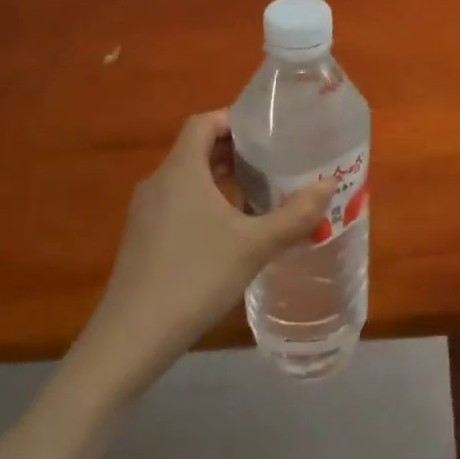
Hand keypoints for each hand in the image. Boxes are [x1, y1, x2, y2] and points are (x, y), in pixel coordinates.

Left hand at [84, 111, 333, 365]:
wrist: (131, 339)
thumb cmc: (195, 278)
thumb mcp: (254, 246)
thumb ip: (295, 215)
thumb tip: (329, 186)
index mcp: (181, 171)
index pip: (203, 122)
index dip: (234, 119)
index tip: (268, 131)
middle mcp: (158, 183)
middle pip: (196, 149)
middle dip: (235, 151)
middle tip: (274, 161)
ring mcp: (146, 213)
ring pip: (188, 179)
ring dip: (222, 179)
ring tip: (260, 193)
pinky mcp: (142, 239)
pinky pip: (178, 203)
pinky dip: (206, 203)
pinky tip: (231, 231)